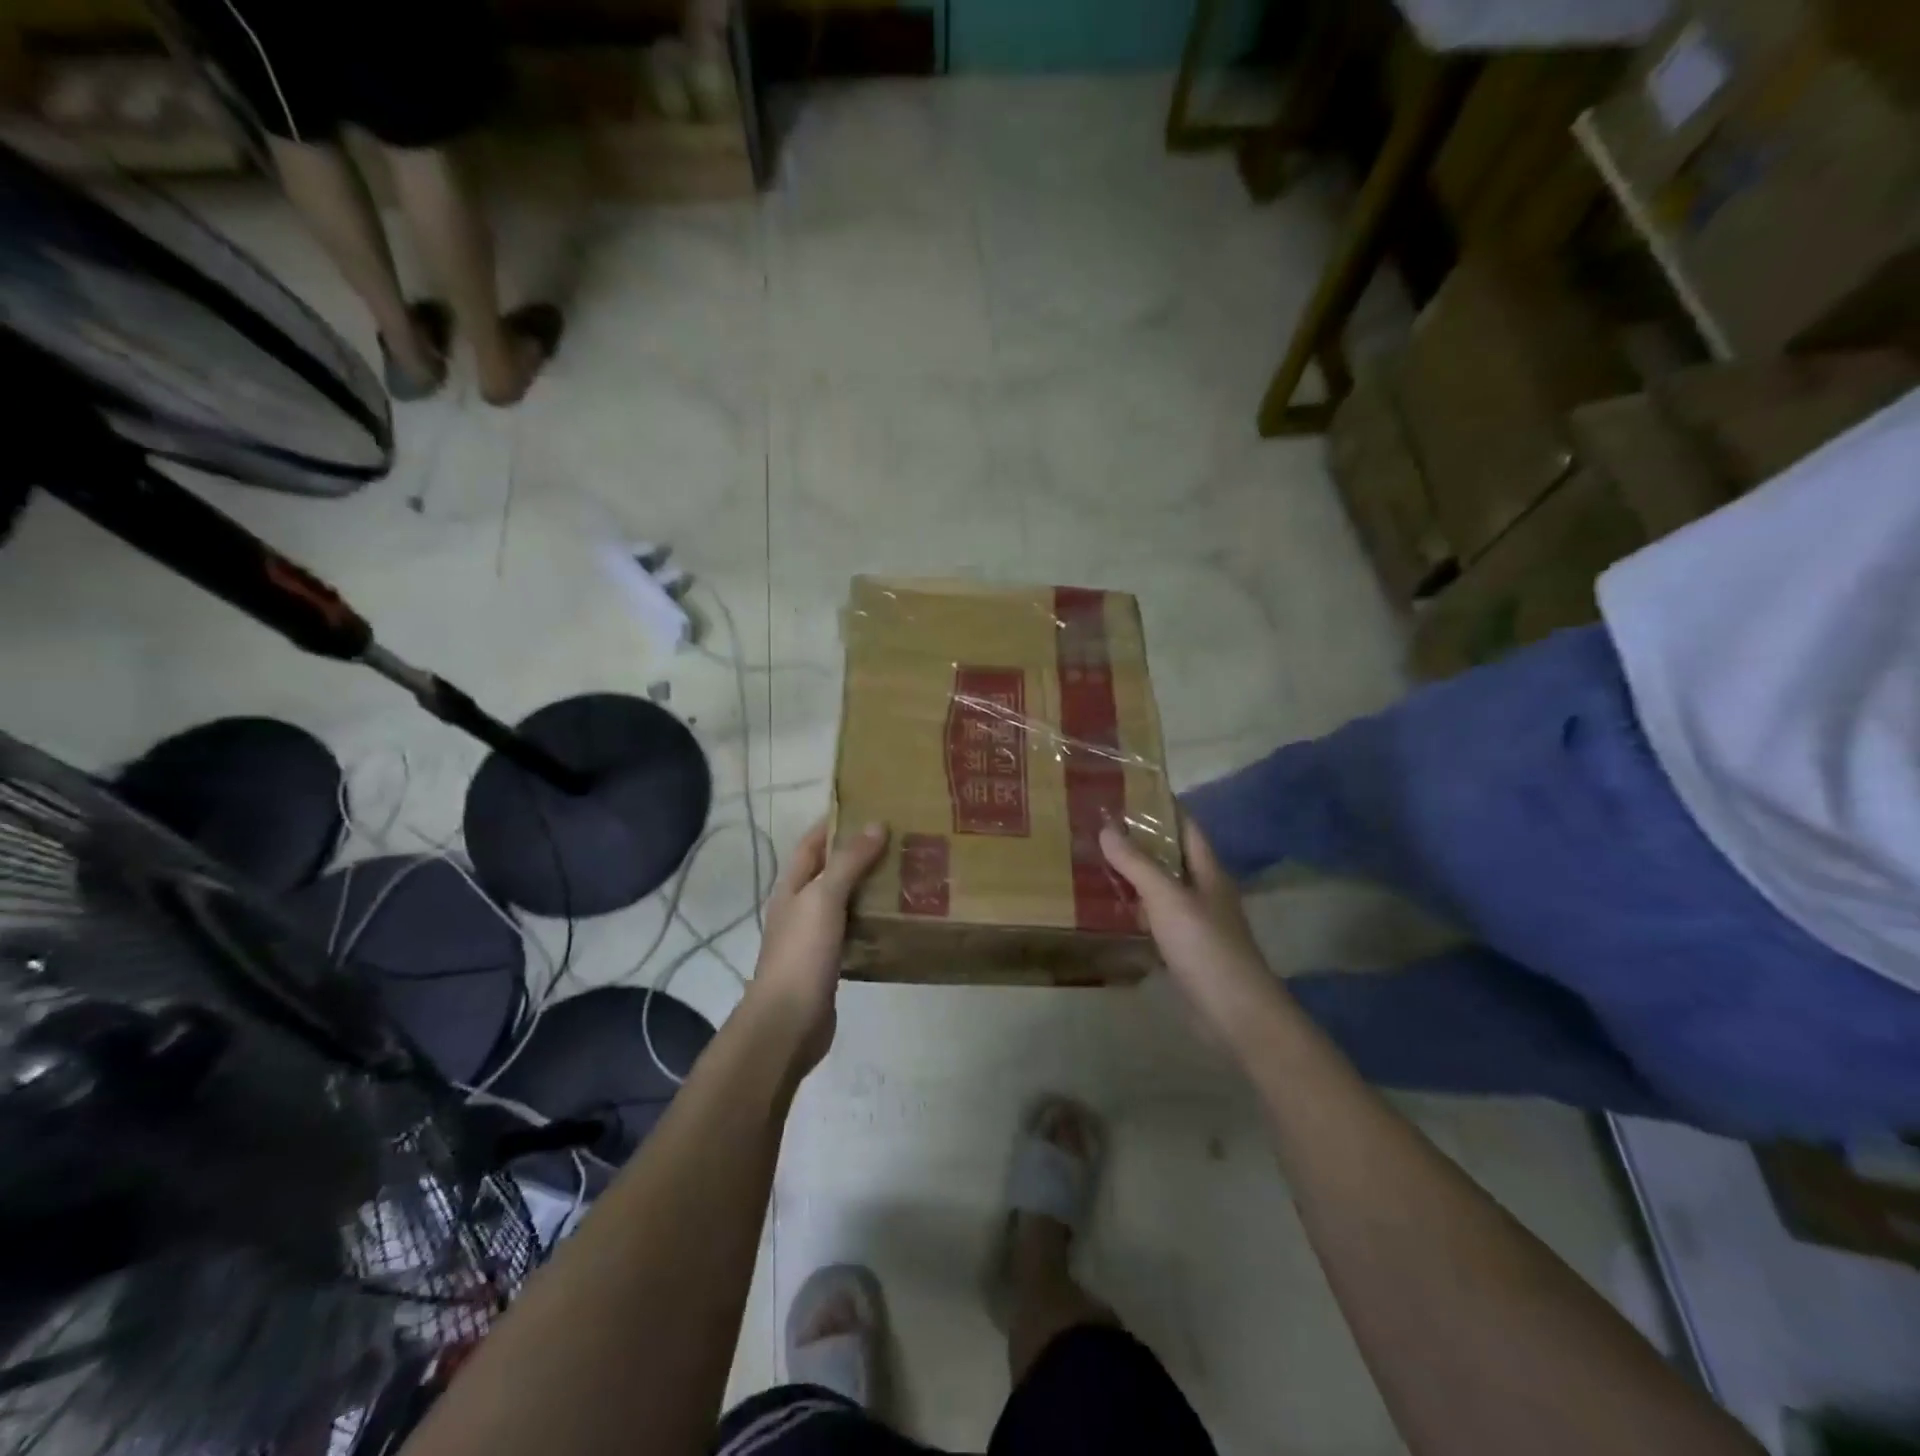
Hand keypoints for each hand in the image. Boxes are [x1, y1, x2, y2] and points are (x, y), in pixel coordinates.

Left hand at [748, 818, 888, 1070]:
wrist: (788, 1023)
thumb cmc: (802, 953)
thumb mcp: (824, 898)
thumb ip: (849, 862)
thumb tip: (876, 824)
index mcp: (792, 886)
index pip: (812, 843)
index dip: (834, 822)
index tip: (869, 806)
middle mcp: (801, 907)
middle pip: (831, 870)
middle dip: (860, 854)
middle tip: (900, 839)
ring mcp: (815, 937)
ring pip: (846, 901)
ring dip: (870, 887)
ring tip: (907, 871)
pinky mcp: (830, 962)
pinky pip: (855, 931)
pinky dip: (873, 921)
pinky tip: (898, 918)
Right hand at [1100, 818, 1282, 1042]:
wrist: (1235, 1012)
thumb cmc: (1205, 946)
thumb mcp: (1167, 898)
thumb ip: (1137, 864)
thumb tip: (1107, 827)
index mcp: (1208, 871)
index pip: (1186, 826)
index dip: (1162, 807)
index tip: (1127, 792)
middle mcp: (1204, 891)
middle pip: (1172, 857)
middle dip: (1141, 841)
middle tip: (1099, 826)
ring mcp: (1196, 923)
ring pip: (1162, 889)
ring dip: (1135, 876)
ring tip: (1094, 861)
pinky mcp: (1185, 951)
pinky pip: (1156, 920)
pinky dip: (1135, 911)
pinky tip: (1109, 910)